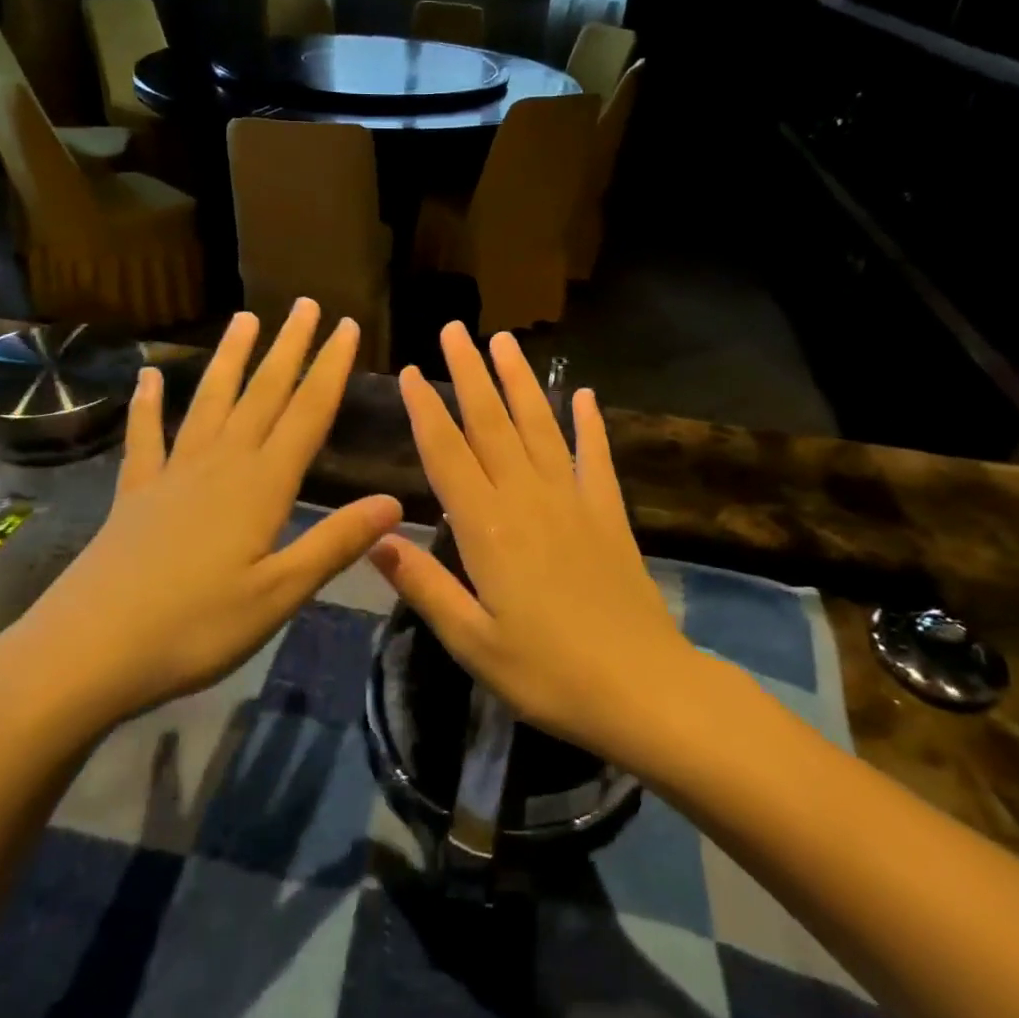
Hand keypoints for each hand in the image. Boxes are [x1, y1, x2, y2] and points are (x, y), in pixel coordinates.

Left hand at [0, 301, 401, 745]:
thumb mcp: (279, 594)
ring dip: (231, 358)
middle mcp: (221, 465)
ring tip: (245, 318)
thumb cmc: (194, 628)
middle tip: (306, 304)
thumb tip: (394, 502)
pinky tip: (149, 377)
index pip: (307, 413)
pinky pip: (146, 437)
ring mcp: (173, 474)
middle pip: (263, 394)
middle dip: (288, 348)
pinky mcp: (135, 493)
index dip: (330, 368)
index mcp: (262, 486)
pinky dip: (148, 404)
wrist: (86, 652)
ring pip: (211, 401)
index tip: (347, 326)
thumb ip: (335, 543)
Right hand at [368, 324, 699, 766]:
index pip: (447, 454)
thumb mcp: (472, 642)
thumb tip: (376, 538)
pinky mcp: (608, 513)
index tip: (409, 371)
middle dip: (469, 373)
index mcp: (487, 528)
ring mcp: (573, 500)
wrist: (642, 687)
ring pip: (540, 426)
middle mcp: (527, 499)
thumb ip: (424, 586)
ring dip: (520, 381)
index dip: (425, 410)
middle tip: (454, 330)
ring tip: (504, 341)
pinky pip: (595, 457)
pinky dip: (589, 424)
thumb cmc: (547, 673)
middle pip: (492, 424)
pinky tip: (584, 395)